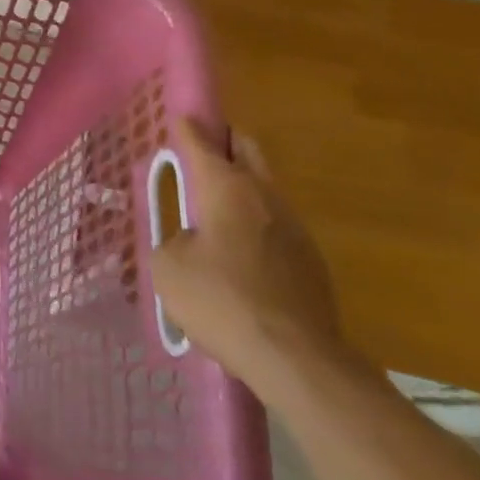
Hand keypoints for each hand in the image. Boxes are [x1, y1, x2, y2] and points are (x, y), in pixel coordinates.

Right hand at [150, 120, 355, 404]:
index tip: (178, 119)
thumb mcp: (169, 268)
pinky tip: (241, 254)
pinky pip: (275, 225)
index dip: (186, 128)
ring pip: (264, 188)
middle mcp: (264, 196)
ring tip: (215, 208)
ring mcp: (294, 227)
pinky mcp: (310, 260)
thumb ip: (173, 241)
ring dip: (241, 187)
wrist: (297, 360)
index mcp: (226, 188)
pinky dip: (255, 225)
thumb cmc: (222, 301)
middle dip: (224, 142)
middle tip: (201, 151)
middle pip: (246, 149)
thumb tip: (191, 241)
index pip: (201, 142)